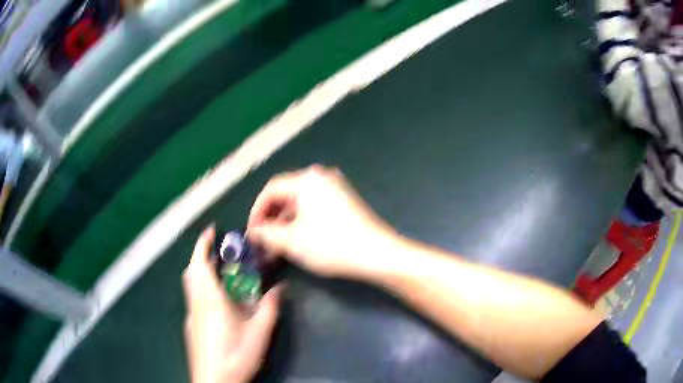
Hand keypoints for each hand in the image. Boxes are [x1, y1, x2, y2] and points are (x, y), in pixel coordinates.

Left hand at [183, 227, 281, 382]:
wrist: (213, 382)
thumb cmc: (235, 357)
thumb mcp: (259, 334)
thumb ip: (269, 308)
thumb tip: (280, 287)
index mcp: (210, 300)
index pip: (200, 264)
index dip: (203, 244)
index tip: (211, 230)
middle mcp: (196, 304)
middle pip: (191, 272)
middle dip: (201, 255)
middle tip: (218, 252)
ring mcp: (191, 316)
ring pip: (190, 285)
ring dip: (200, 271)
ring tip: (219, 272)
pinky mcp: (191, 327)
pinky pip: (193, 299)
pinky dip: (201, 289)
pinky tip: (218, 303)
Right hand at [247, 165, 398, 279]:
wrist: (377, 254)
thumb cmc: (331, 245)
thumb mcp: (292, 241)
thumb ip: (266, 234)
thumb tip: (253, 232)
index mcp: (307, 180)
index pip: (271, 189)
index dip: (257, 212)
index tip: (252, 233)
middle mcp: (321, 177)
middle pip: (286, 195)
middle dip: (271, 219)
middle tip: (263, 241)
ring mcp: (335, 189)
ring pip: (300, 203)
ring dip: (285, 223)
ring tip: (278, 246)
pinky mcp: (344, 201)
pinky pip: (314, 208)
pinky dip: (301, 222)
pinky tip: (298, 241)